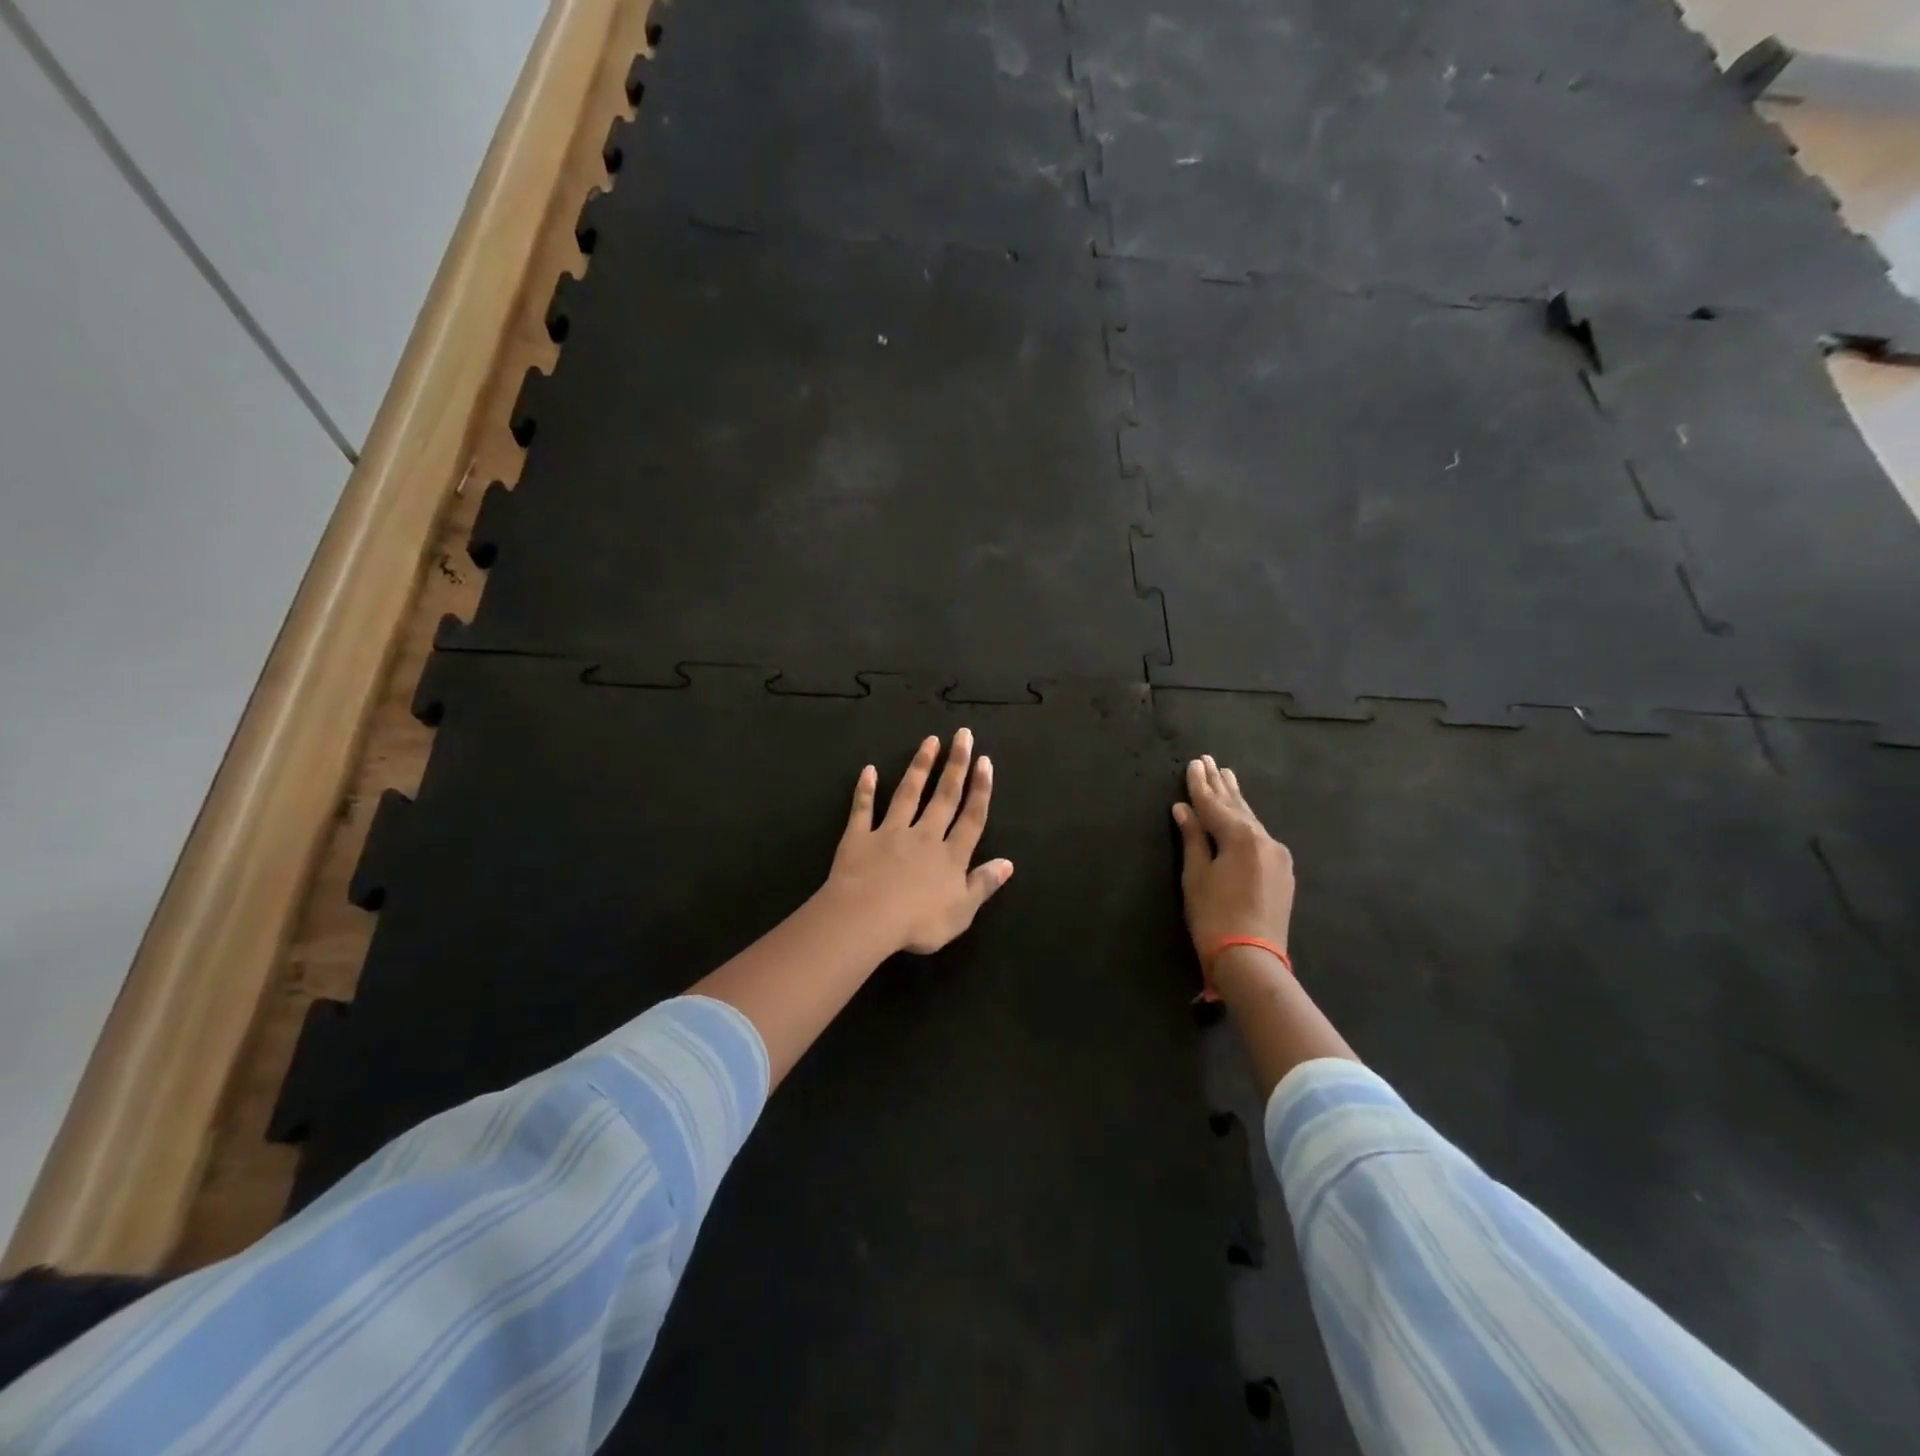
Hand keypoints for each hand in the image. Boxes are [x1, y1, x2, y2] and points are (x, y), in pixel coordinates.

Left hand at [826, 730, 1014, 954]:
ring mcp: (890, 833)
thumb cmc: (919, 922)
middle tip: (963, 735)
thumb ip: (983, 884)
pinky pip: (863, 810)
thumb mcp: (962, 912)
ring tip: (929, 741)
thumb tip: (1008, 863)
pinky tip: (868, 770)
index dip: (980, 789)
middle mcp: (924, 836)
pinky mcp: (859, 838)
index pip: (971, 818)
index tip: (985, 761)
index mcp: (950, 856)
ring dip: (920, 767)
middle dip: (956, 765)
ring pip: (908, 794)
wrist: (866, 918)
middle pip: (944, 796)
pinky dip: (865, 790)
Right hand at [1172, 755, 1294, 960]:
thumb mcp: (1196, 875)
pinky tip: (1242, 815)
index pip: (1213, 805)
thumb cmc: (1214, 916)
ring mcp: (1278, 856)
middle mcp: (1264, 840)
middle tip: (1210, 761)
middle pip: (1237, 807)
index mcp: (1241, 837)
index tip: (1193, 763)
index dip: (1199, 785)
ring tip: (1227, 776)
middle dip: (1221, 785)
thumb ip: (1192, 838)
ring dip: (1236, 800)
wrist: (1252, 959)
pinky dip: (1246, 822)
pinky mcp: (1282, 872)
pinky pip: (1260, 837)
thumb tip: (1183, 809)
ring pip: (1251, 821)